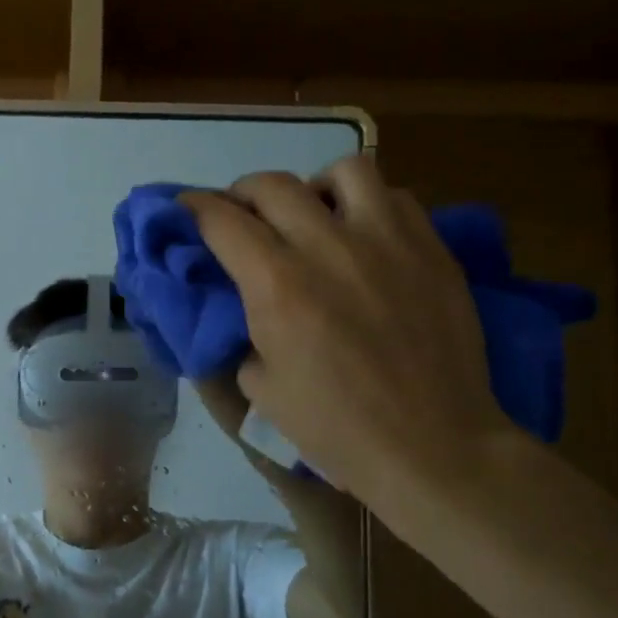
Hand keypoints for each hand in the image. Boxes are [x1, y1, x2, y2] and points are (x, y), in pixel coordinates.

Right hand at [182, 157, 511, 512]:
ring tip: (314, 214)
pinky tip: (365, 235)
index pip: (221, 220)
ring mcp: (387, 242)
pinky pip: (395, 197)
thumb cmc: (336, 428)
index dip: (193, 208)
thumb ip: (244, 330)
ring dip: (314, 187)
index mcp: (277, 285)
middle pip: (272, 185)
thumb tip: (244, 302)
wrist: (432, 447)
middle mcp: (328, 248)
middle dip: (243, 193)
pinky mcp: (431, 249)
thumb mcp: (259, 386)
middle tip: (242, 216)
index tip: (184, 209)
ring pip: (344, 170)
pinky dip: (368, 205)